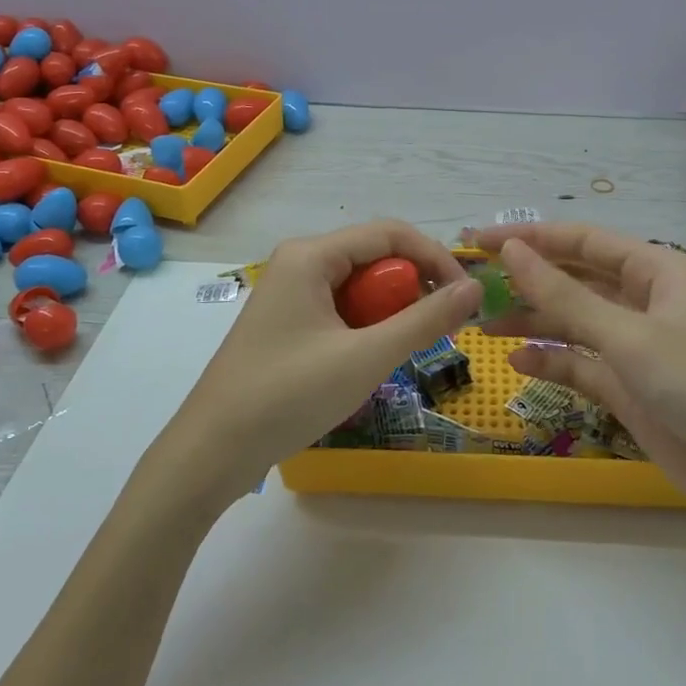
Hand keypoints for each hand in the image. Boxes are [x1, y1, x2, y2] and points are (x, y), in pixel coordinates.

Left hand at [166, 221, 480, 504]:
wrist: (212, 451)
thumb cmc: (289, 396)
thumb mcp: (366, 357)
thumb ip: (424, 320)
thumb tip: (473, 290)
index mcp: (311, 255)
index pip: (390, 234)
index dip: (435, 258)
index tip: (466, 297)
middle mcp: (299, 261)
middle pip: (374, 257)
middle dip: (411, 289)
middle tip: (435, 332)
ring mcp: (289, 291)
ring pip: (359, 286)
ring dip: (389, 312)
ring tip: (399, 351)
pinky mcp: (286, 320)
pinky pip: (340, 307)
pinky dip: (365, 327)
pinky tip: (367, 360)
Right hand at [473, 224, 685, 540]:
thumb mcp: (630, 336)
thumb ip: (566, 296)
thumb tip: (512, 250)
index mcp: (656, 270)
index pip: (581, 241)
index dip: (529, 237)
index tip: (478, 240)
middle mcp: (645, 301)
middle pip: (575, 280)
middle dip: (527, 280)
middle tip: (472, 284)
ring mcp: (639, 347)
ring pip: (574, 323)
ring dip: (533, 322)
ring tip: (483, 325)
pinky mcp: (634, 389)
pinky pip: (583, 365)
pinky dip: (553, 361)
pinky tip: (519, 363)